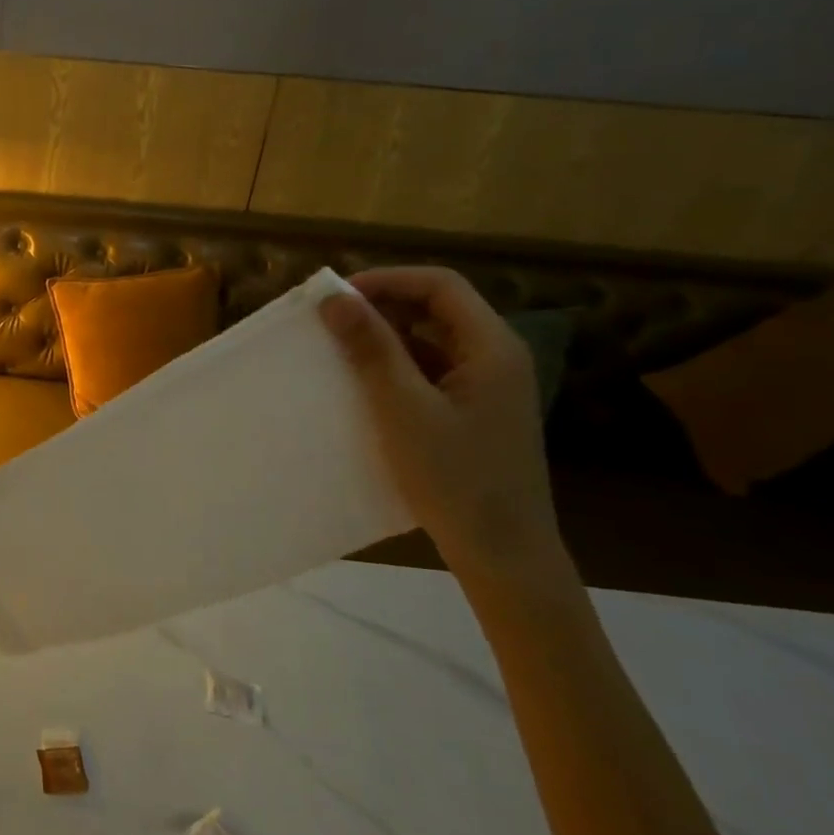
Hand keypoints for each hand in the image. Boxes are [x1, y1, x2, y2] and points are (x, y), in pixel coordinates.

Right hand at [319, 267, 563, 579]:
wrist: (503, 554)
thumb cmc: (455, 478)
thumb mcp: (404, 409)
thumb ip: (372, 349)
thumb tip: (334, 299)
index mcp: (492, 348)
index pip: (440, 285)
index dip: (387, 280)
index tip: (337, 297)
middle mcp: (496, 358)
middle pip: (437, 309)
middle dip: (382, 307)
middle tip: (330, 322)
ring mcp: (487, 388)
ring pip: (431, 341)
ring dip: (385, 339)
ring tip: (338, 352)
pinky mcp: (473, 413)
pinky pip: (430, 372)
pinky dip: (395, 369)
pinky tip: (362, 387)